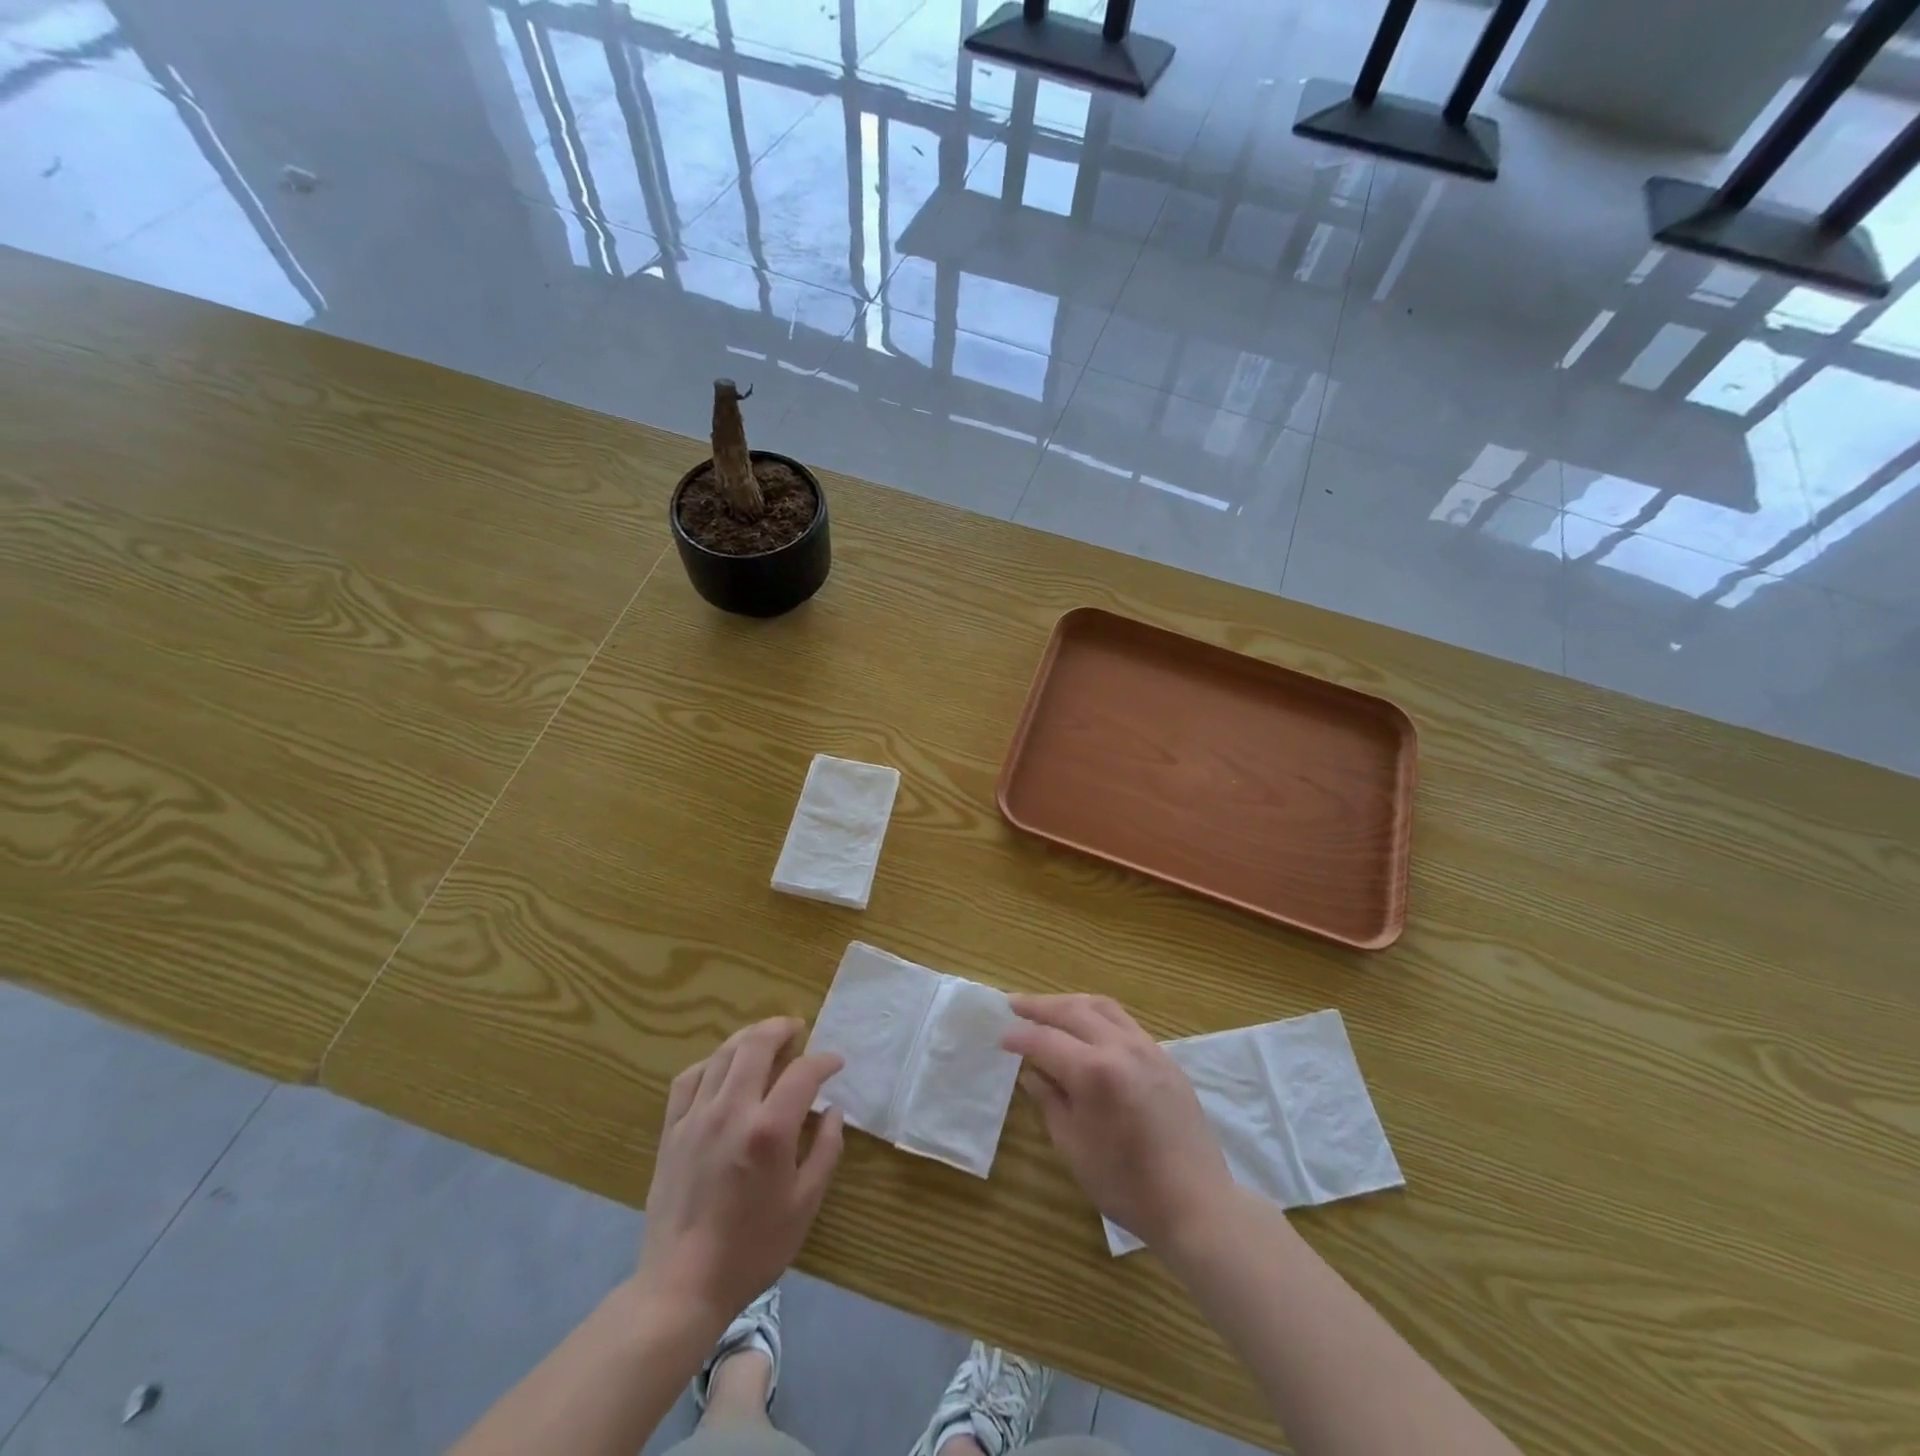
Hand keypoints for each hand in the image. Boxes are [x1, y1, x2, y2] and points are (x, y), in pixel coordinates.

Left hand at [636, 1017, 844, 1327]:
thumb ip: (826, 1150)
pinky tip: (722, 1068)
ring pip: (723, 1054)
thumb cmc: (752, 1248)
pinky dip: (711, 1063)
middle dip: (782, 1028)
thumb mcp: (805, 1204)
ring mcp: (696, 1117)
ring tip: (766, 1039)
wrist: (682, 1286)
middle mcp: (732, 1110)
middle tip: (798, 1030)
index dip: (824, 1061)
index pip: (802, 1072)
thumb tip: (833, 1111)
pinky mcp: (672, 1130)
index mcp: (769, 1130)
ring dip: (749, 1038)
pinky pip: (689, 1078)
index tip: (836, 1063)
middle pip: (756, 1044)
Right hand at [1003, 994, 1236, 1252]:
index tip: (1001, 1038)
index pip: (1045, 1040)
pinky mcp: (1164, 1056)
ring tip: (1048, 1006)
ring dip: (1069, 1002)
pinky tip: (1087, 1025)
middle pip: (1072, 1011)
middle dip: (1040, 1006)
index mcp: (1093, 1072)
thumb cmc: (1126, 1185)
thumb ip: (1049, 1101)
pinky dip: (1097, 1013)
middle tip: (1014, 1004)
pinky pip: (1124, 1020)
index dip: (1020, 1037)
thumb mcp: (1073, 1147)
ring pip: (1101, 1006)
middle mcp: (1120, 1047)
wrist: (1195, 1202)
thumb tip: (1030, 1074)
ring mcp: (1146, 1047)